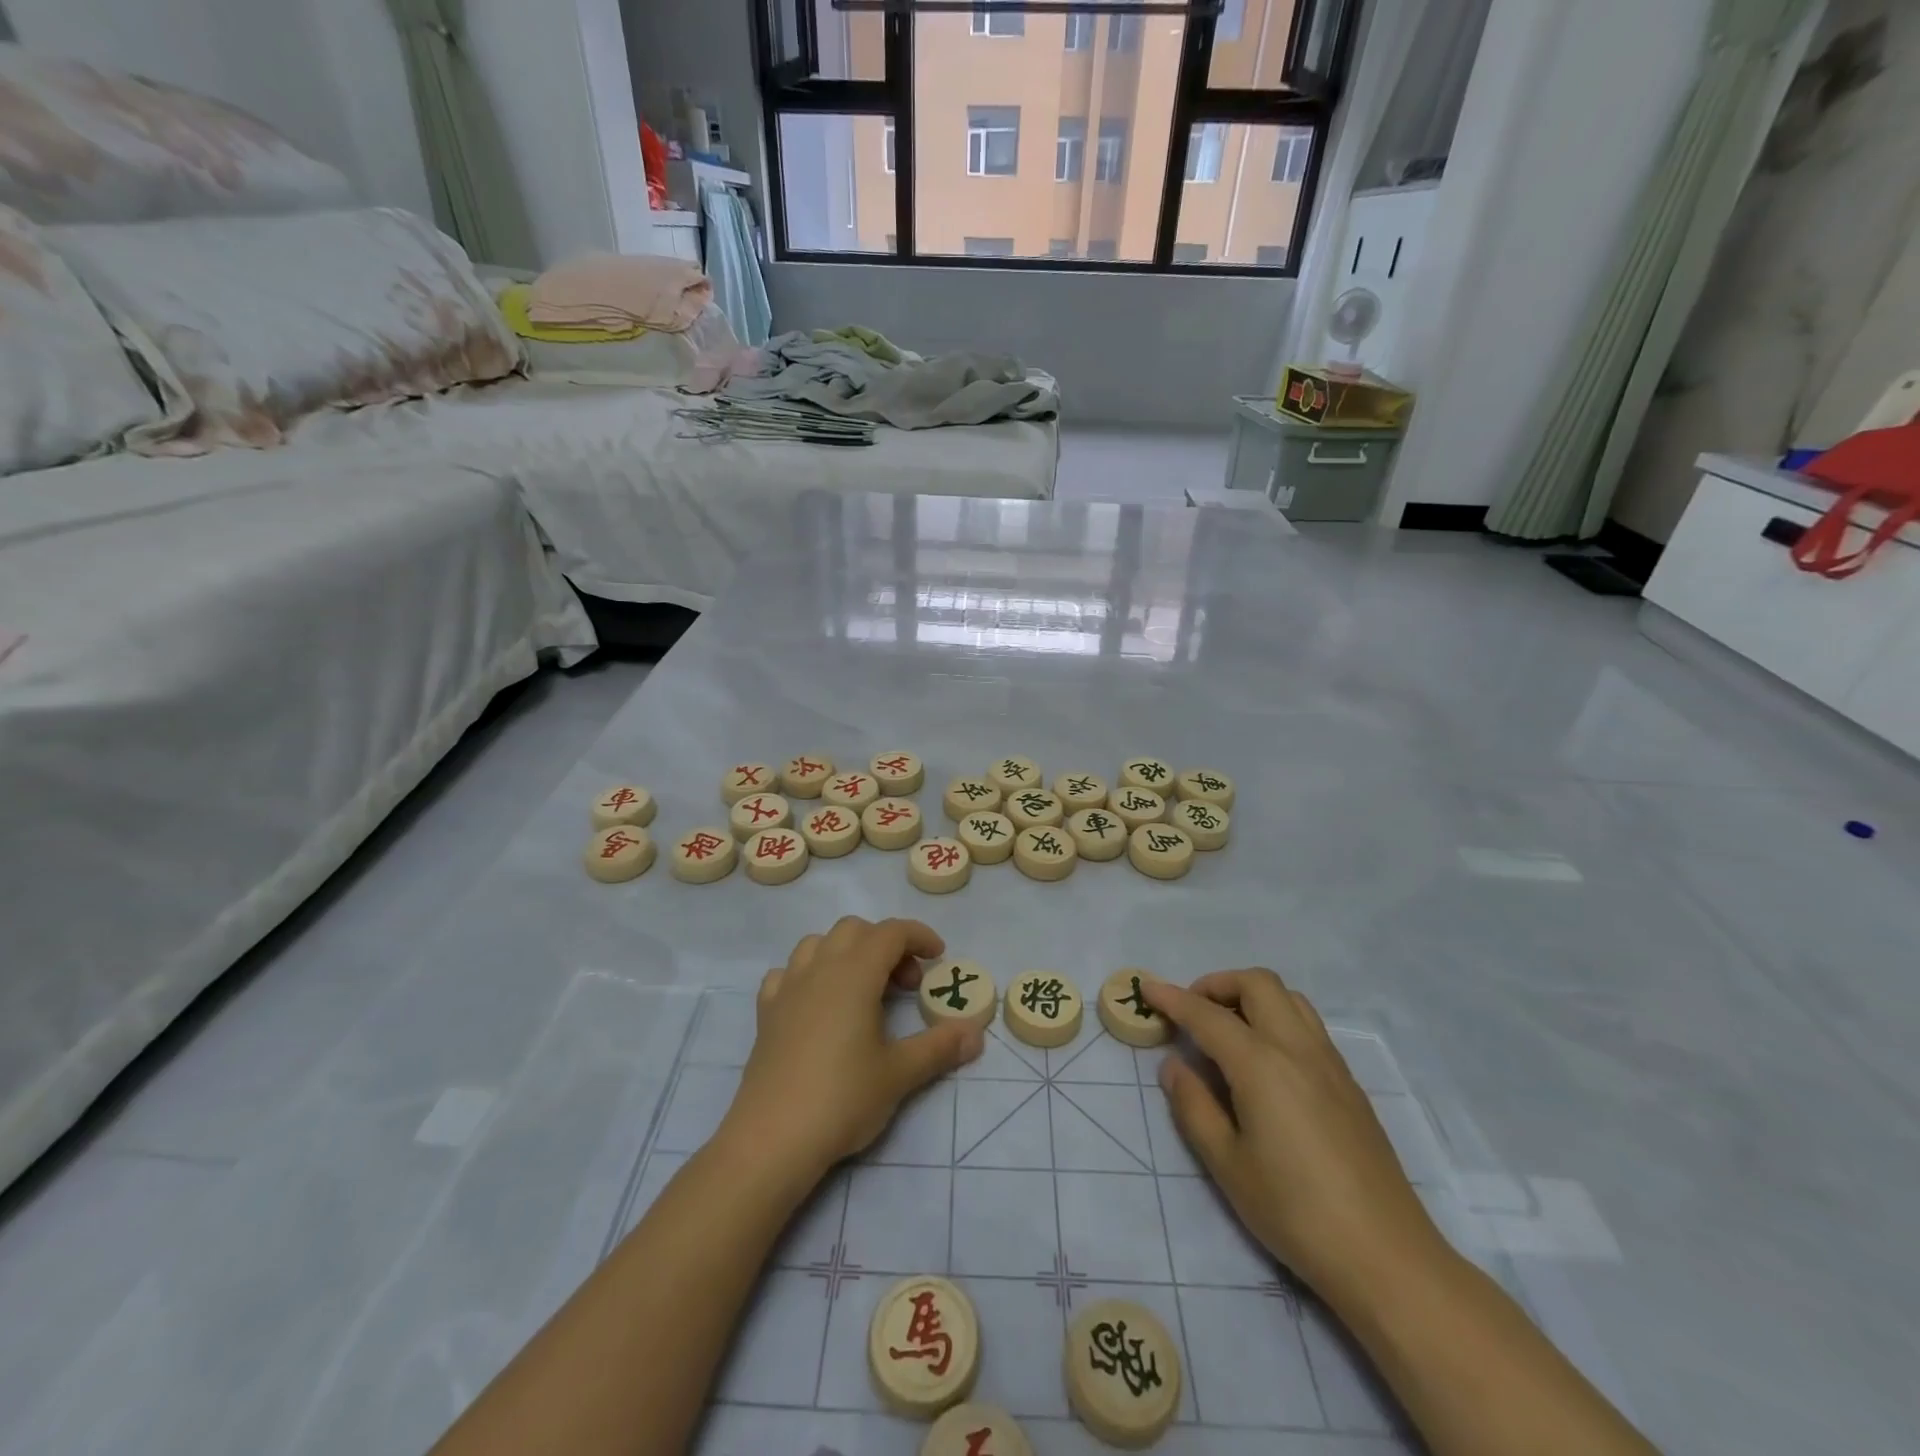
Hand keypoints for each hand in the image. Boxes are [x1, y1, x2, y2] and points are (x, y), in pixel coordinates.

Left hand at [719, 917, 984, 1183]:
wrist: (772, 1139)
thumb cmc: (842, 1098)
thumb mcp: (899, 1074)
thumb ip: (939, 1047)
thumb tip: (976, 1033)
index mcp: (854, 973)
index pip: (891, 932)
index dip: (919, 936)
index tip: (938, 958)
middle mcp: (819, 969)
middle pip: (855, 930)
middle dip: (886, 945)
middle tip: (905, 985)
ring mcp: (787, 988)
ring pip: (818, 943)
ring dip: (847, 953)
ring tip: (863, 990)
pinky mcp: (766, 1012)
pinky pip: (787, 973)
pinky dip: (809, 976)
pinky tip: (818, 1005)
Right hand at [1145, 970, 1446, 1302]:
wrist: (1386, 1257)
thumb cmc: (1295, 1212)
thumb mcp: (1227, 1165)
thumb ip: (1194, 1106)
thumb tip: (1175, 1066)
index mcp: (1261, 1065)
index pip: (1207, 1015)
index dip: (1173, 998)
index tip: (1147, 987)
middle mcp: (1297, 1049)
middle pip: (1257, 983)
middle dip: (1218, 984)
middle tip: (1192, 1011)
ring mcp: (1330, 1063)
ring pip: (1289, 998)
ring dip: (1251, 996)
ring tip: (1228, 1030)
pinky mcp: (1349, 1083)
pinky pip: (1307, 1025)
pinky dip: (1277, 1018)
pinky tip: (1264, 1061)